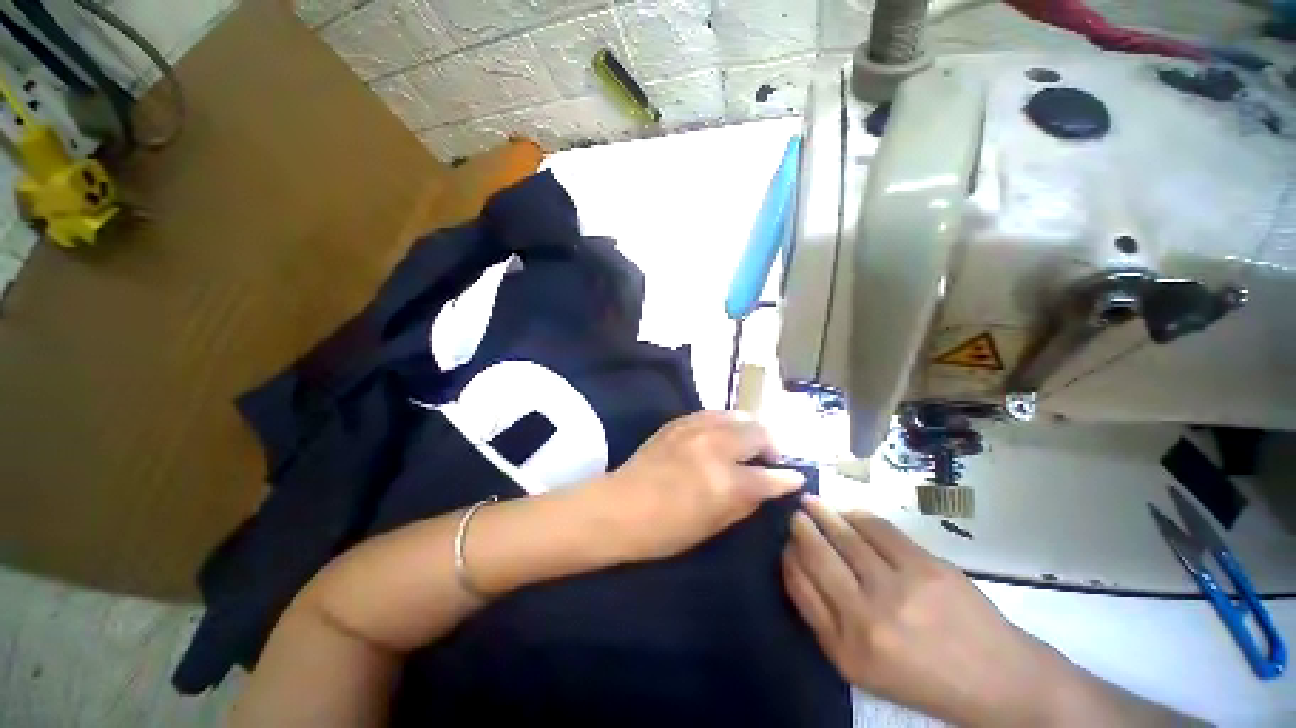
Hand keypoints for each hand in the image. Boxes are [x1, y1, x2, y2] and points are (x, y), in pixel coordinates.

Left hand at [593, 410, 804, 562]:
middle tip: (769, 459)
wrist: (618, 508)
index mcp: (724, 481)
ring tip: (748, 443)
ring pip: (737, 415)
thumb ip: (745, 503)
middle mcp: (714, 447)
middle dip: (772, 444)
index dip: (787, 479)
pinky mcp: (678, 422)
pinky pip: (712, 413)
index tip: (795, 478)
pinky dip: (726, 422)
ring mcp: (694, 429)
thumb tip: (766, 487)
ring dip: (750, 428)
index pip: (769, 476)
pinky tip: (723, 433)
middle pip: (758, 431)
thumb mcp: (712, 526)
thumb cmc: (664, 530)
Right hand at [783, 496, 1075, 726]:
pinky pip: (878, 529)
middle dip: (801, 528)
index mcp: (846, 649)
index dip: (789, 557)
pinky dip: (857, 515)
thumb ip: (825, 620)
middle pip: (818, 556)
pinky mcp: (926, 567)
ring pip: (845, 537)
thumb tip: (799, 565)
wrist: (996, 680)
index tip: (786, 543)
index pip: (800, 586)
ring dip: (824, 514)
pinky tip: (849, 511)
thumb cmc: (922, 677)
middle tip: (795, 514)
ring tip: (812, 501)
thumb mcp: (862, 668)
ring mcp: (898, 589)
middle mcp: (866, 618)